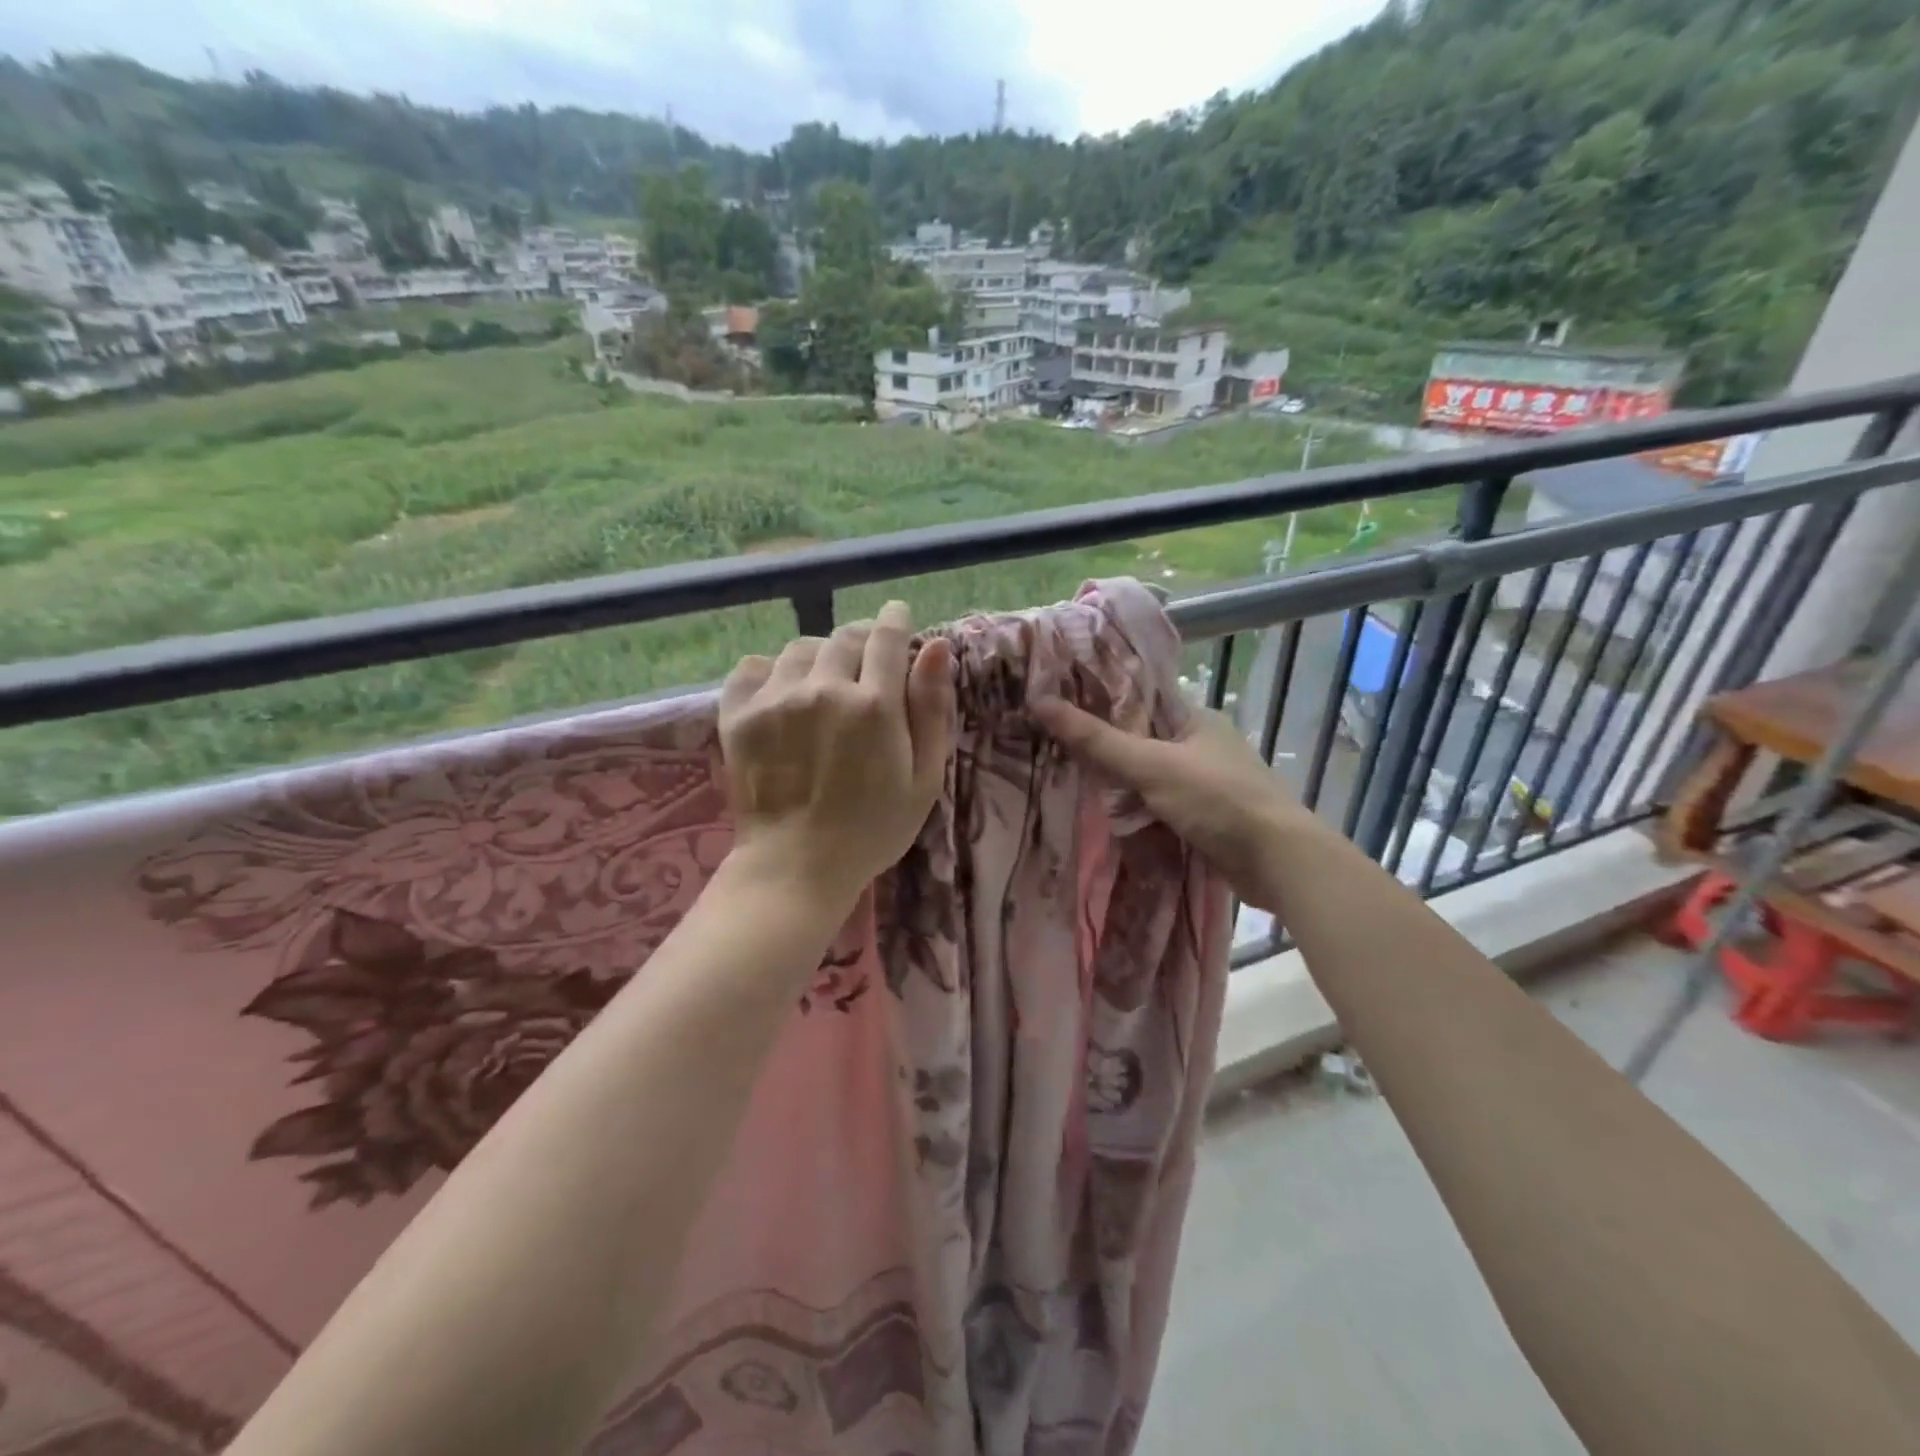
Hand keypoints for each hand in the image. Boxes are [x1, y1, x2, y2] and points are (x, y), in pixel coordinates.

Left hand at [719, 601, 954, 911]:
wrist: (796, 867)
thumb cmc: (873, 830)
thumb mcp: (923, 778)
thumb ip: (932, 710)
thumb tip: (936, 647)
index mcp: (875, 706)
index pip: (887, 638)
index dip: (896, 620)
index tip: (899, 617)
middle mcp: (824, 690)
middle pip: (844, 637)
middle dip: (862, 641)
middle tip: (866, 663)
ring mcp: (775, 700)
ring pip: (801, 648)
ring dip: (820, 656)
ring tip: (824, 682)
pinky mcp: (738, 716)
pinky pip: (751, 667)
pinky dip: (770, 671)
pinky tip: (782, 692)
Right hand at [1030, 698, 1316, 911]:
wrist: (1278, 861)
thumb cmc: (1217, 799)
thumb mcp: (1151, 765)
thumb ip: (1097, 740)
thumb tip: (1040, 703)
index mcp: (1194, 718)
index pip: (1137, 700)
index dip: (1098, 701)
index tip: (1055, 705)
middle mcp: (1200, 745)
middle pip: (1139, 740)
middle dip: (1103, 750)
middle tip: (1052, 748)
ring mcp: (1204, 783)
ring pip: (1147, 777)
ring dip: (1118, 786)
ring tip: (1068, 783)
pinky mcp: (1204, 817)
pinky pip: (1158, 807)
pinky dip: (1137, 812)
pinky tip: (1107, 818)